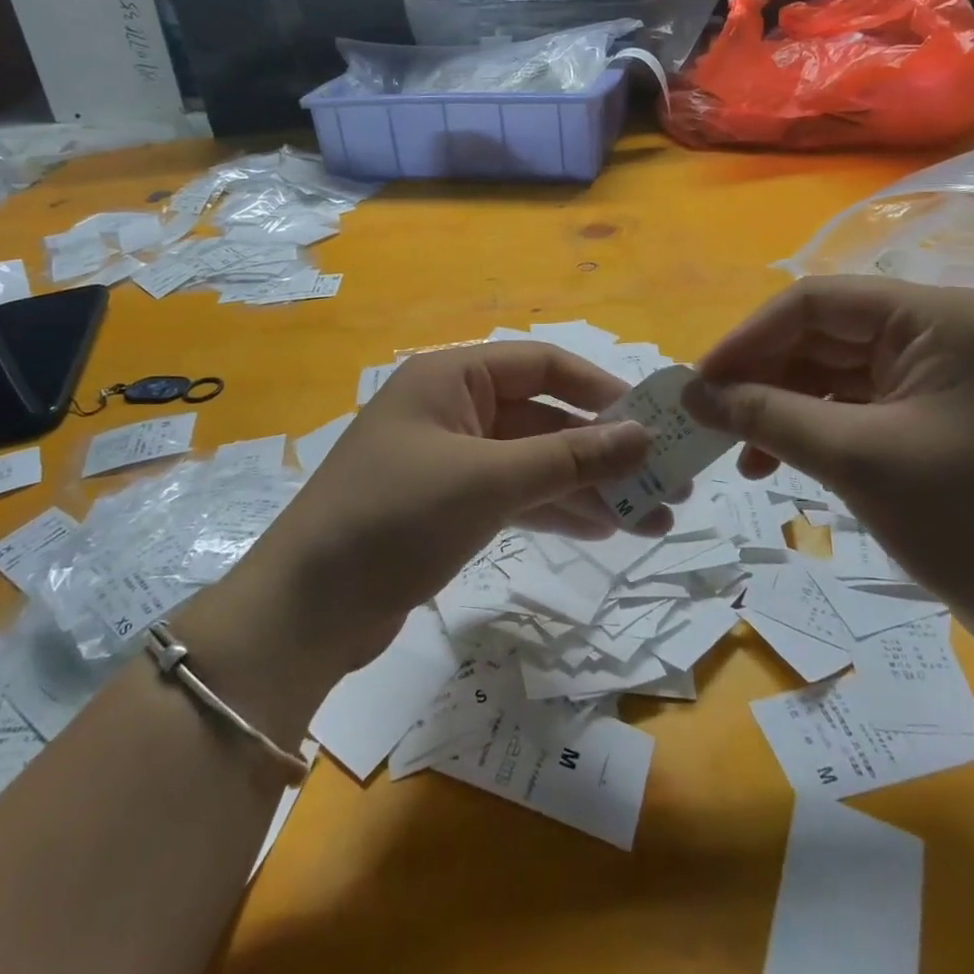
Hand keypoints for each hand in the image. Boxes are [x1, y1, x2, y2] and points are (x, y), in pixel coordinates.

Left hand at [206, 342, 658, 687]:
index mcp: (451, 378)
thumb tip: (643, 436)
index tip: (650, 421)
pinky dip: (553, 510)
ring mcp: (449, 461)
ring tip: (652, 520)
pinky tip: (602, 531)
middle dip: (602, 452)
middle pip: (542, 418)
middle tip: (665, 485)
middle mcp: (451, 409)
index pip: (540, 365)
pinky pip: (513, 496)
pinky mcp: (446, 507)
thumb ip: (568, 457)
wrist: (308, 608)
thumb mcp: (488, 480)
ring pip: (532, 463)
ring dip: (587, 487)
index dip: (598, 390)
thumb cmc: (396, 517)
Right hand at [685, 277, 973, 671]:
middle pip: (819, 335)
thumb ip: (766, 415)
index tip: (700, 382)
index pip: (816, 302)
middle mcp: (935, 331)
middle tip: (708, 419)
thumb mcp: (855, 459)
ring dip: (777, 407)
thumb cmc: (973, 523)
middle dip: (760, 377)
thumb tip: (690, 394)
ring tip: (738, 452)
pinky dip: (807, 427)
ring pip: (827, 371)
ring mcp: (932, 373)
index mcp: (935, 318)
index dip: (749, 338)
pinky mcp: (926, 413)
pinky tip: (772, 461)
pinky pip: (848, 403)